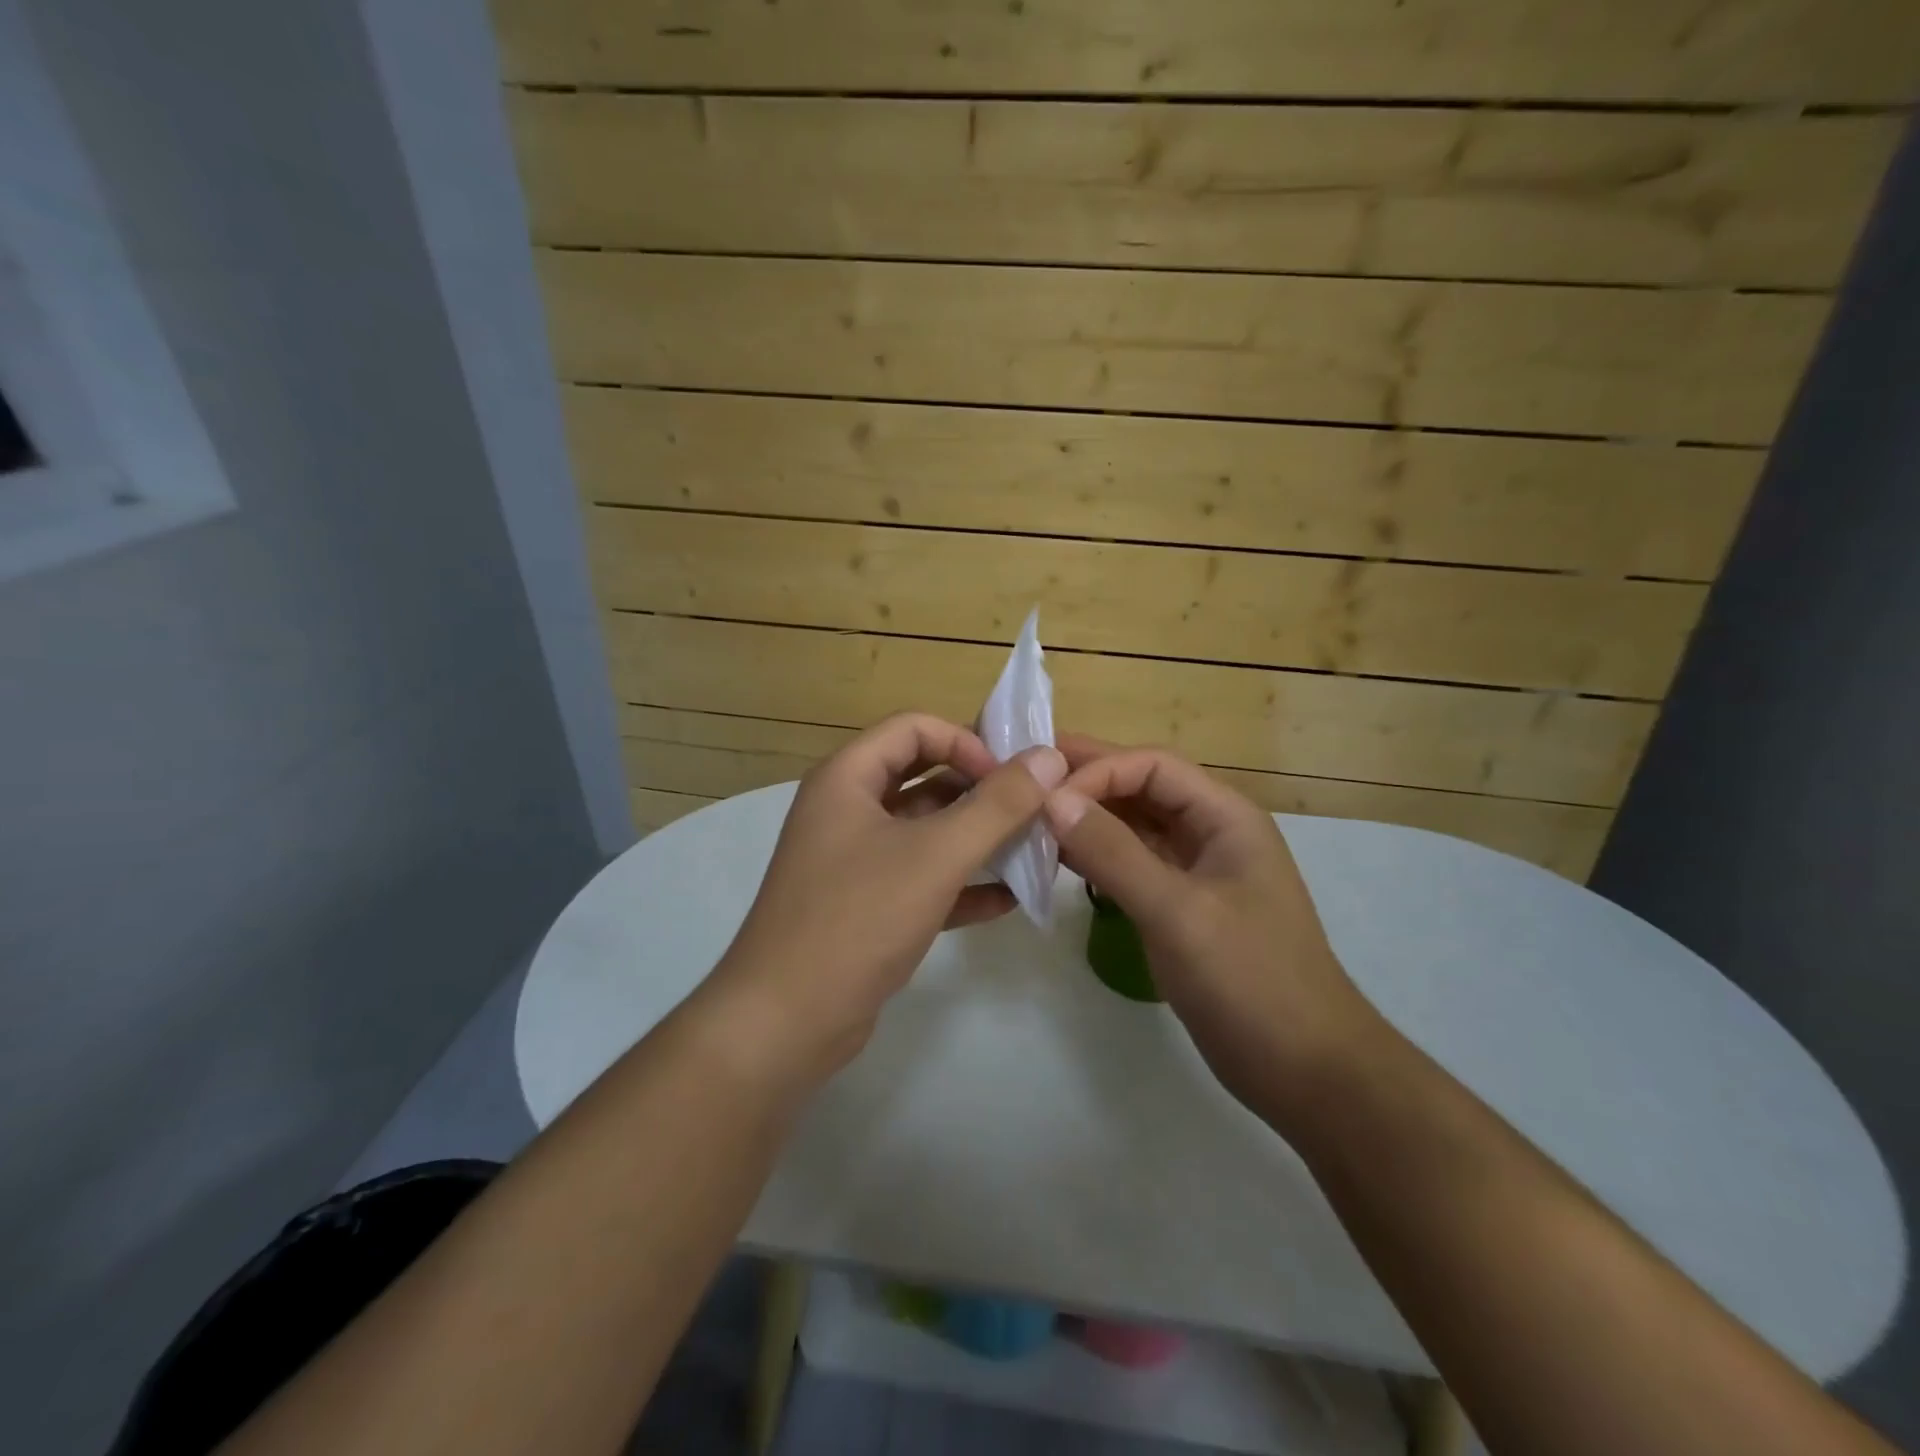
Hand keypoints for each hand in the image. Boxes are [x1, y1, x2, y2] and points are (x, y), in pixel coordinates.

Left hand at [708, 713, 1065, 1084]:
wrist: (786, 1022)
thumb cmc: (858, 918)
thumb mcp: (936, 855)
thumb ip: (998, 805)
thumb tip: (1048, 758)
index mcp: (847, 779)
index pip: (914, 728)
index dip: (966, 743)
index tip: (1010, 779)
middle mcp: (847, 810)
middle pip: (923, 777)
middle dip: (979, 791)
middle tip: (1034, 810)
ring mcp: (854, 861)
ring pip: (925, 832)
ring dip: (976, 838)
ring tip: (1033, 851)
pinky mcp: (865, 908)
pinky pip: (921, 880)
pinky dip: (961, 885)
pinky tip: (1008, 900)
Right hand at [1044, 736, 1384, 1120]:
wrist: (1305, 1071)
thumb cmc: (1250, 981)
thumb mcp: (1177, 913)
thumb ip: (1113, 853)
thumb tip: (1051, 799)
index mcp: (1225, 817)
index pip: (1152, 766)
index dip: (1097, 770)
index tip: (1044, 797)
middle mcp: (1210, 833)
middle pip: (1141, 788)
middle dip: (1086, 782)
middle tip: (1022, 780)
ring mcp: (1196, 871)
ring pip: (1134, 826)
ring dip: (1087, 819)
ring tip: (1031, 818)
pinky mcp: (1180, 906)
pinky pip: (1132, 864)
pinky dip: (1097, 857)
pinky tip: (1060, 860)